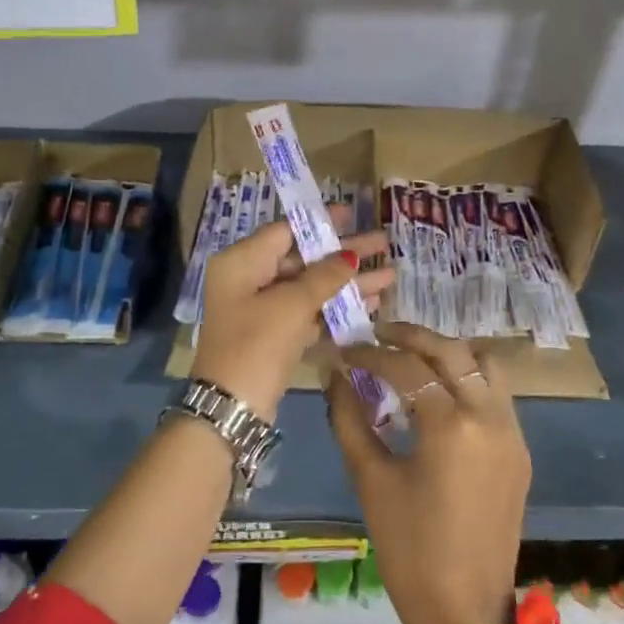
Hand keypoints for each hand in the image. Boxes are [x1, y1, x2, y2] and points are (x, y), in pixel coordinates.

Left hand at [193, 218, 392, 422]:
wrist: (232, 408)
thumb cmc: (256, 344)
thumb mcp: (291, 305)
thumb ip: (324, 277)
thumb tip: (350, 256)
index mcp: (242, 262)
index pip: (285, 231)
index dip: (320, 222)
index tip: (353, 215)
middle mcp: (249, 280)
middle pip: (303, 259)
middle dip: (344, 255)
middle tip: (383, 244)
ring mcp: (262, 310)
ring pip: (310, 288)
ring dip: (348, 284)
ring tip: (390, 277)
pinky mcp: (274, 336)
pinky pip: (309, 313)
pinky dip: (336, 308)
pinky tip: (370, 304)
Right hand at [326, 324, 531, 623]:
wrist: (466, 610)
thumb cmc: (409, 549)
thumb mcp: (370, 480)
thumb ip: (349, 419)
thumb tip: (334, 376)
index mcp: (450, 425)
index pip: (405, 367)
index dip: (369, 354)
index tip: (344, 350)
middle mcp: (489, 416)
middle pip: (452, 350)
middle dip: (411, 336)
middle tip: (378, 335)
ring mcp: (512, 432)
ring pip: (485, 363)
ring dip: (448, 351)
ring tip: (413, 358)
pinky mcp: (520, 450)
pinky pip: (497, 393)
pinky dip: (468, 378)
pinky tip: (439, 394)